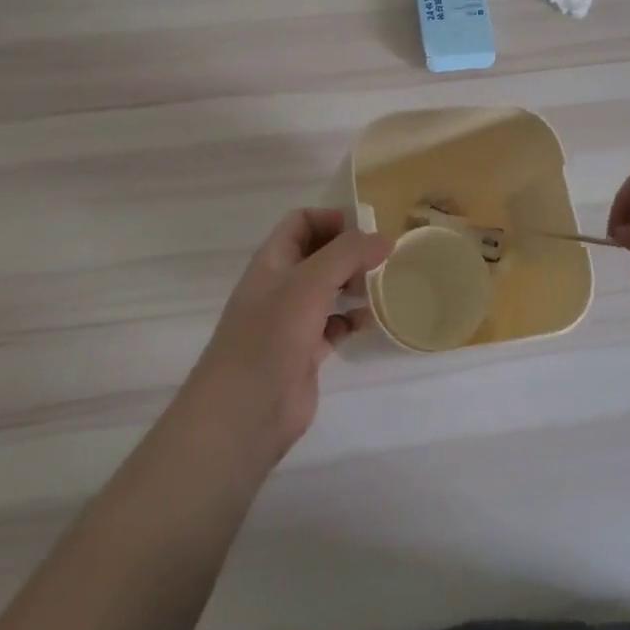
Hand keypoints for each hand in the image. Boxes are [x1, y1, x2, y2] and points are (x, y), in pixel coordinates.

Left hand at [177, 209, 389, 469]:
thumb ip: (348, 253)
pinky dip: (352, 320)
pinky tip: (370, 322)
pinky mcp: (305, 352)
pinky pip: (334, 325)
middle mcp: (281, 285)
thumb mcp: (310, 282)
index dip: (331, 219)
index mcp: (273, 260)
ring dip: (355, 284)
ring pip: (329, 290)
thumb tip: (384, 238)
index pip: (301, 222)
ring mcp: (292, 321)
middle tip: (384, 258)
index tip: (366, 228)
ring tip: (383, 286)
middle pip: (319, 255)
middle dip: (350, 252)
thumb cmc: (271, 334)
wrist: (244, 411)